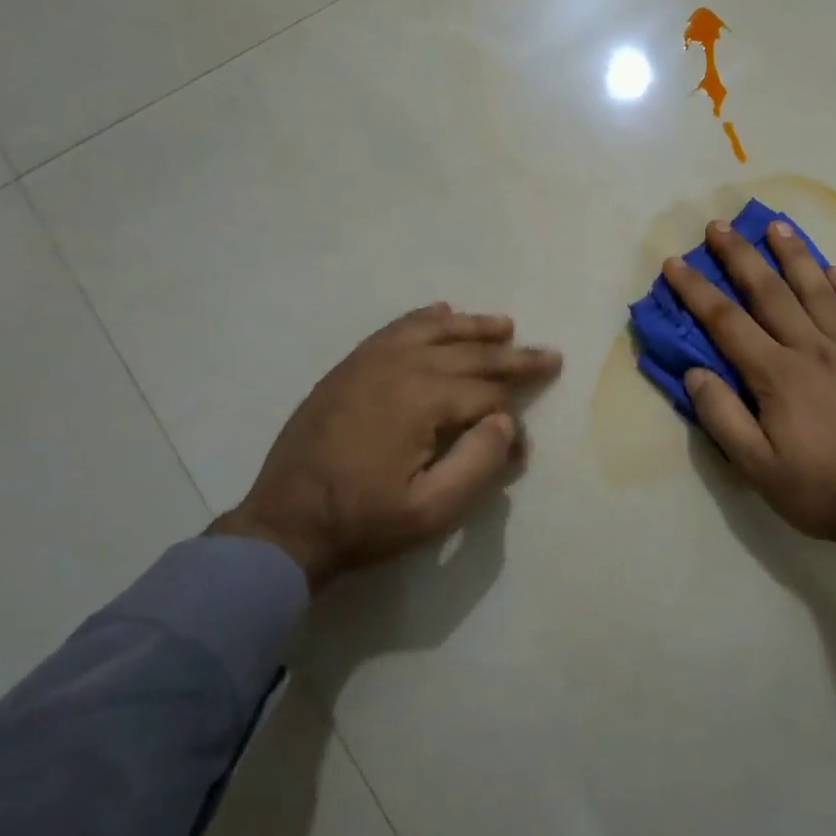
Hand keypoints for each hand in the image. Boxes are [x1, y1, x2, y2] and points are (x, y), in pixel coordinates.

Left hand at [209, 303, 561, 590]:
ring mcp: (370, 361)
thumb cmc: (363, 522)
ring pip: (435, 331)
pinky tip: (442, 312)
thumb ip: (478, 463)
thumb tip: (506, 421)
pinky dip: (424, 318)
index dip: (514, 421)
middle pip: (469, 354)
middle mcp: (400, 366)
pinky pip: (395, 329)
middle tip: (550, 356)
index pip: (487, 397)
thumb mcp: (431, 511)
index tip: (522, 451)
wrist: (285, 523)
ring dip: (474, 328)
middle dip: (513, 358)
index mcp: (422, 400)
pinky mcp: (350, 367)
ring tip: (505, 325)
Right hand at [662, 222, 835, 596]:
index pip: (726, 322)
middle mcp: (812, 351)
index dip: (696, 290)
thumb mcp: (757, 468)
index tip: (676, 262)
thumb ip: (722, 417)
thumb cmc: (821, 491)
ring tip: (777, 226)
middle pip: (771, 293)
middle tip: (720, 225)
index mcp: (777, 376)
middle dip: (741, 256)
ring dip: (795, 256)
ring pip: (819, 292)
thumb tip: (694, 372)